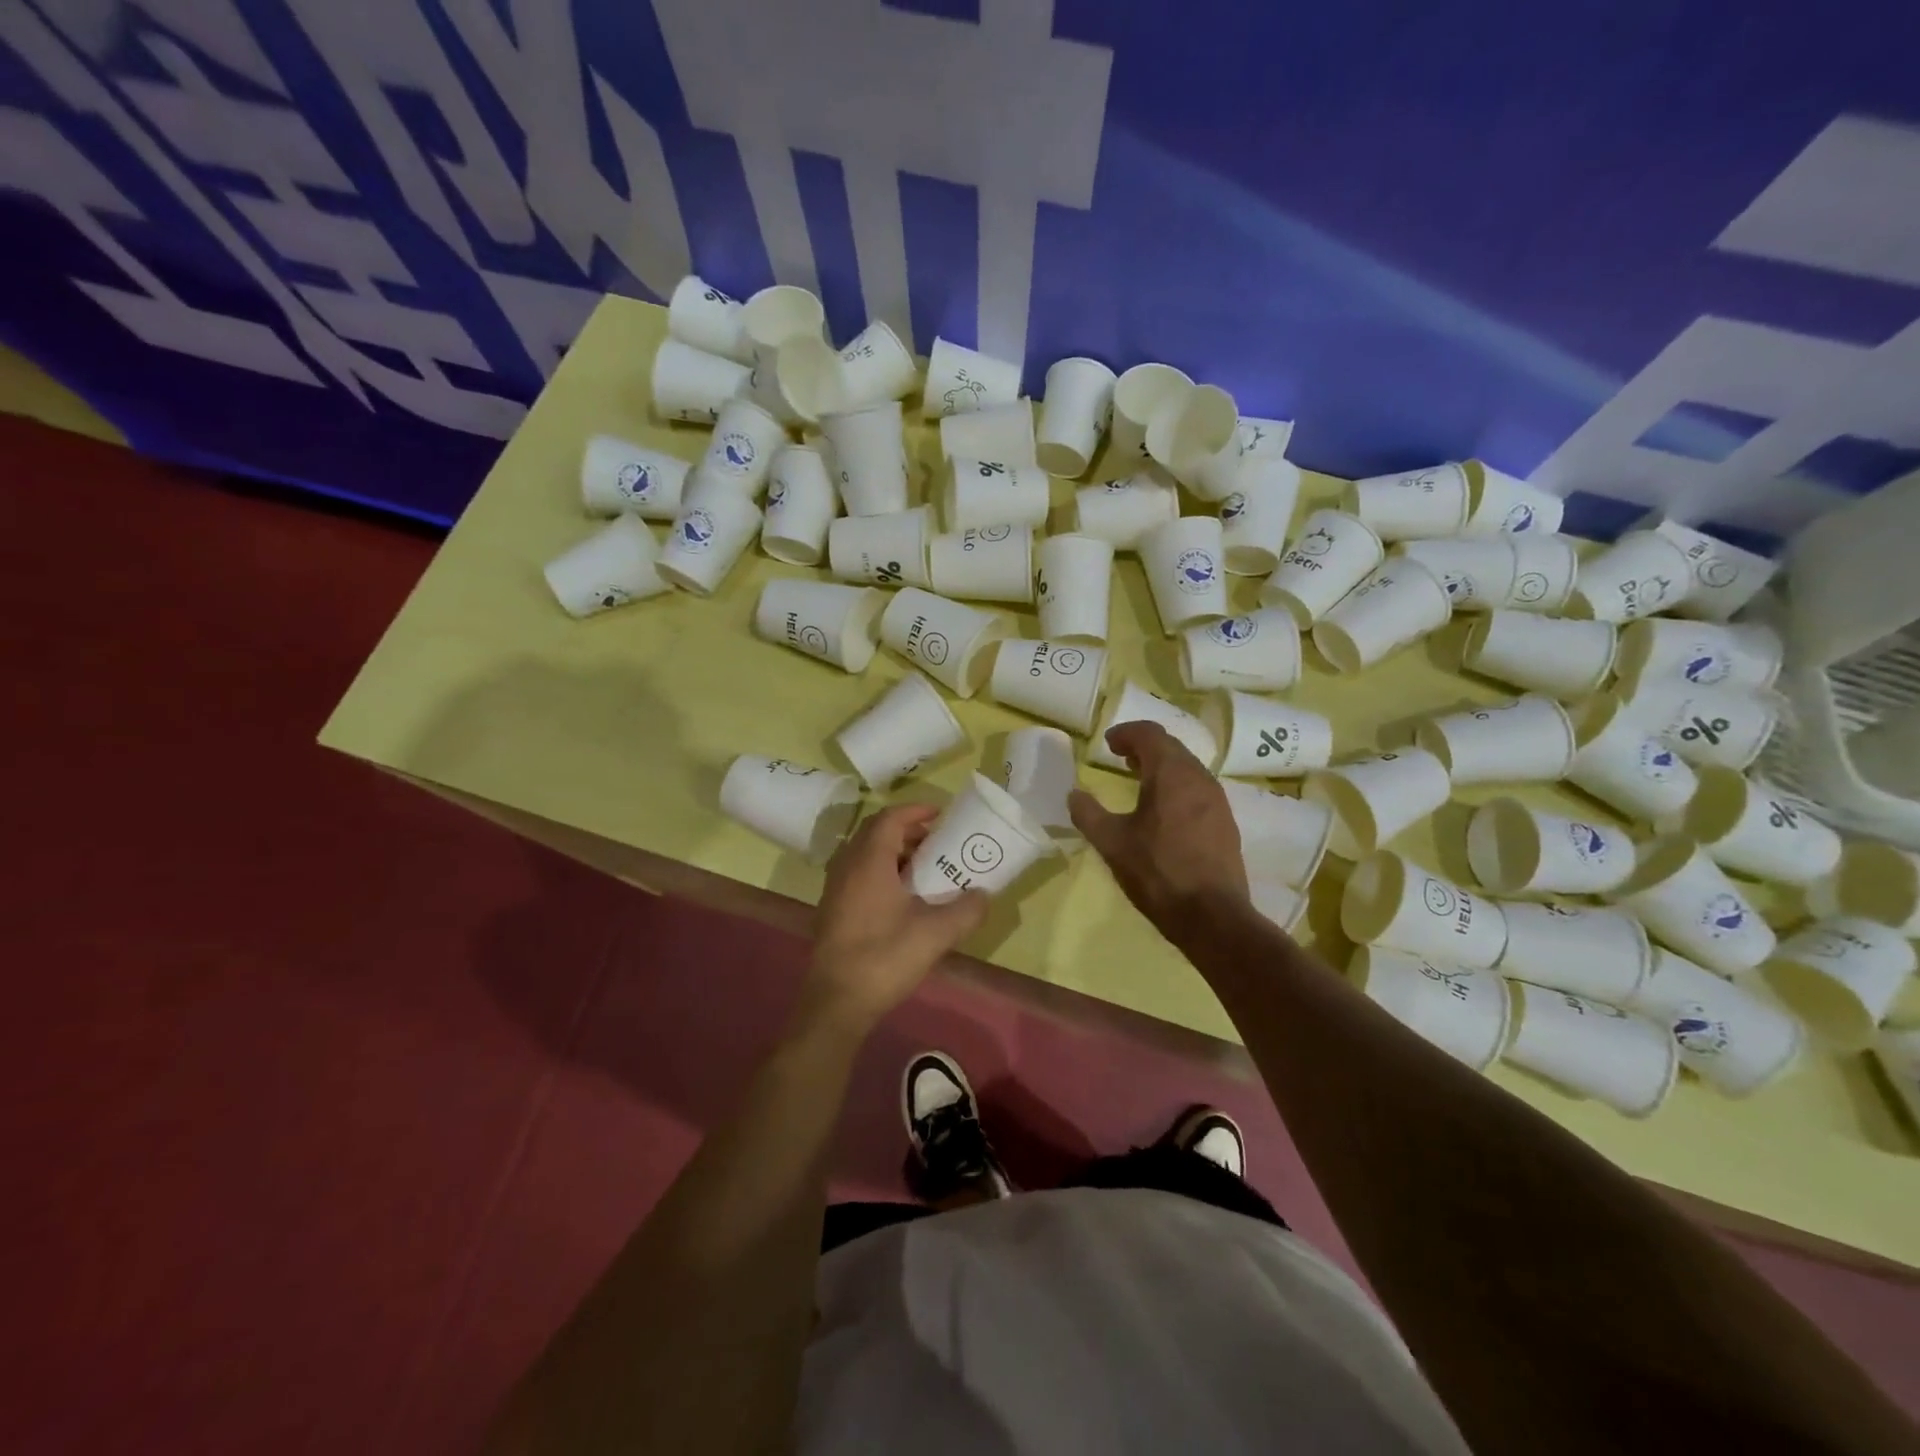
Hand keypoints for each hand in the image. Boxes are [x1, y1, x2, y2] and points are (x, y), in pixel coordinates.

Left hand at [805, 804, 988, 1029]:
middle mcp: (847, 866)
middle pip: (875, 833)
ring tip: (923, 870)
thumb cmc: (884, 957)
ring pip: (865, 854)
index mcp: (869, 861)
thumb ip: (966, 910)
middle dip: (907, 830)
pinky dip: (880, 872)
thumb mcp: (936, 934)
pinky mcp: (832, 910)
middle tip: (936, 842)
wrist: (837, 1002)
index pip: (890, 818)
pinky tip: (901, 899)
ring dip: (893, 852)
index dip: (915, 810)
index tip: (941, 814)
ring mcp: (835, 889)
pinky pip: (857, 874)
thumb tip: (984, 895)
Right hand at [1069, 721, 1248, 931]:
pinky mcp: (1225, 823)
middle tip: (1120, 758)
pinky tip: (1164, 811)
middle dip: (1144, 747)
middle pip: (1171, 747)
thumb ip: (1088, 814)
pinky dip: (1177, 786)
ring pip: (1187, 768)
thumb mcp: (1111, 843)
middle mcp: (1199, 778)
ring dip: (1162, 767)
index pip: (1150, 734)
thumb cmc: (1157, 872)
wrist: (1212, 916)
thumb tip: (1074, 794)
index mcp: (1171, 774)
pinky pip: (1198, 789)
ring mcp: (1217, 800)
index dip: (1126, 733)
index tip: (1108, 744)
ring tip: (1139, 781)